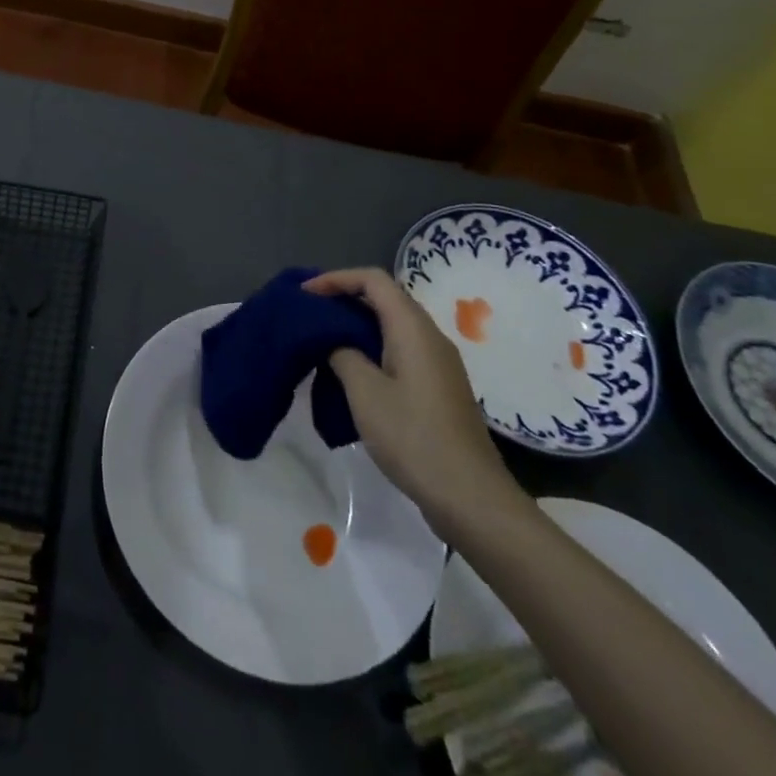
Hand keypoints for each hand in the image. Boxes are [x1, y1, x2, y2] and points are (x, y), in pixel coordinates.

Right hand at [306, 268, 525, 529]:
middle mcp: (429, 336)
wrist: (470, 497)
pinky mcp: (437, 386)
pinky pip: (399, 347)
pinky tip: (350, 369)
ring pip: (392, 324)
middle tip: (308, 310)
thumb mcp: (365, 392)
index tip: (304, 294)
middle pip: (384, 297)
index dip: (336, 279)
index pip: (373, 280)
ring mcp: (437, 363)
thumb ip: (343, 353)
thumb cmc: (413, 437)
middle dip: (344, 297)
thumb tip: (335, 340)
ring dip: (356, 323)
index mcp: (413, 329)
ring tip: (322, 336)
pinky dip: (370, 345)